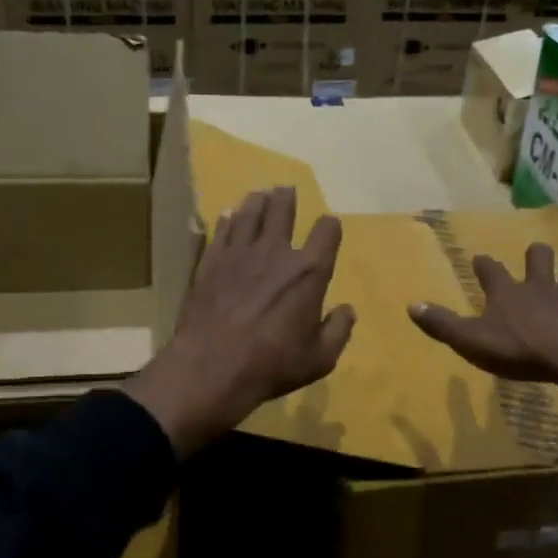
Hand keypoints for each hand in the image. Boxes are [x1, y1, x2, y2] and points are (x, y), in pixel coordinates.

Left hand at [125, 187, 354, 457]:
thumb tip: (347, 310)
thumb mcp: (319, 358)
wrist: (211, 367)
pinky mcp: (211, 261)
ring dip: (257, 201)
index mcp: (309, 272)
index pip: (327, 233)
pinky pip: (221, 231)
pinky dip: (227, 220)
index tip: (328, 225)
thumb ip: (338, 330)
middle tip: (285, 189)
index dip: (330, 226)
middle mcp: (276, 252)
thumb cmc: (272, 365)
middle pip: (283, 211)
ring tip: (260, 193)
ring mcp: (239, 253)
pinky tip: (227, 215)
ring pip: (250, 214)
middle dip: (287, 198)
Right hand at [407, 243, 557, 437]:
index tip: (480, 259)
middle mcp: (539, 290)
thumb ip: (442, 323)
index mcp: (507, 293)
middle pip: (537, 263)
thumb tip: (412, 305)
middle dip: (536, 256)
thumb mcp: (470, 339)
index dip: (484, 265)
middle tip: (536, 251)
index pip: (491, 272)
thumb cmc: (516, 349)